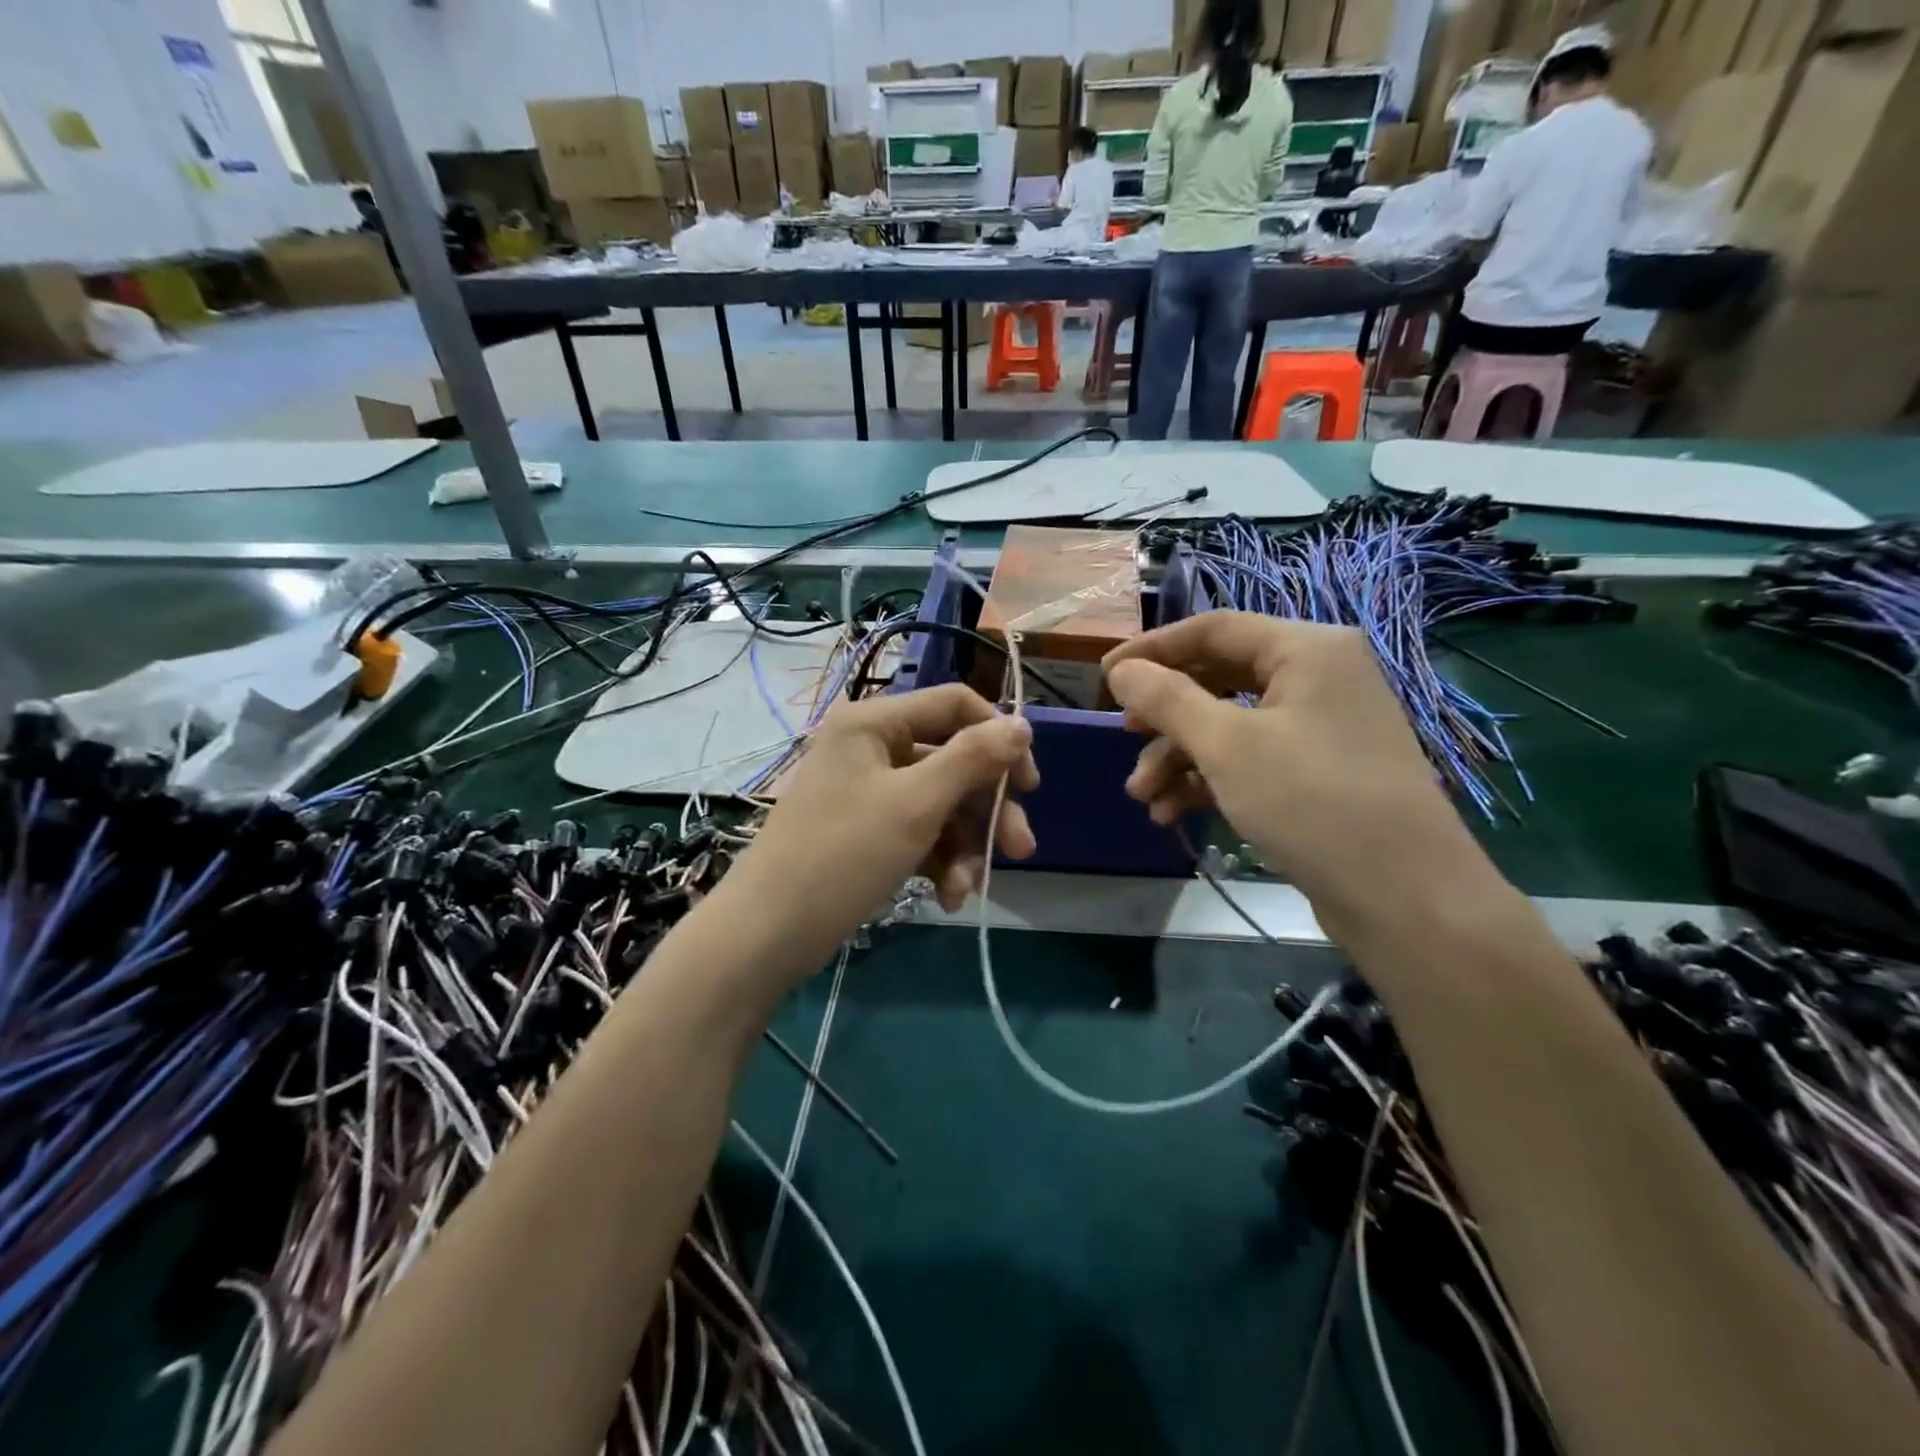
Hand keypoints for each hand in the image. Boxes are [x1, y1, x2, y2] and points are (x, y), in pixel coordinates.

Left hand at [714, 685, 1037, 982]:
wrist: (769, 933)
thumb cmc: (843, 854)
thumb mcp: (916, 803)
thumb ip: (973, 758)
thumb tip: (1022, 723)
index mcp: (874, 721)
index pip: (955, 704)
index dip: (998, 738)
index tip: (1028, 785)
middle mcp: (871, 746)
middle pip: (953, 760)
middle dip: (986, 808)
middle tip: (1020, 850)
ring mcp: (867, 790)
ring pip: (939, 803)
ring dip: (963, 846)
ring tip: (967, 890)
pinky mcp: (866, 830)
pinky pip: (918, 832)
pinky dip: (938, 861)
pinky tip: (947, 897)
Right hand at [1102, 614, 1497, 944]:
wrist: (1405, 897)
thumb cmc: (1312, 801)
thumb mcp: (1226, 745)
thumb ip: (1167, 700)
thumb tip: (1121, 671)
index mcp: (1307, 649)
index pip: (1214, 629)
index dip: (1153, 649)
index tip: (1105, 677)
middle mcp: (1317, 678)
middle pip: (1218, 678)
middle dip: (1166, 715)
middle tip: (1125, 736)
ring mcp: (1319, 728)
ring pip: (1229, 726)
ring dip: (1179, 757)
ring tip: (1142, 797)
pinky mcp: (1317, 774)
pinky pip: (1249, 760)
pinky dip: (1208, 780)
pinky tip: (1171, 812)